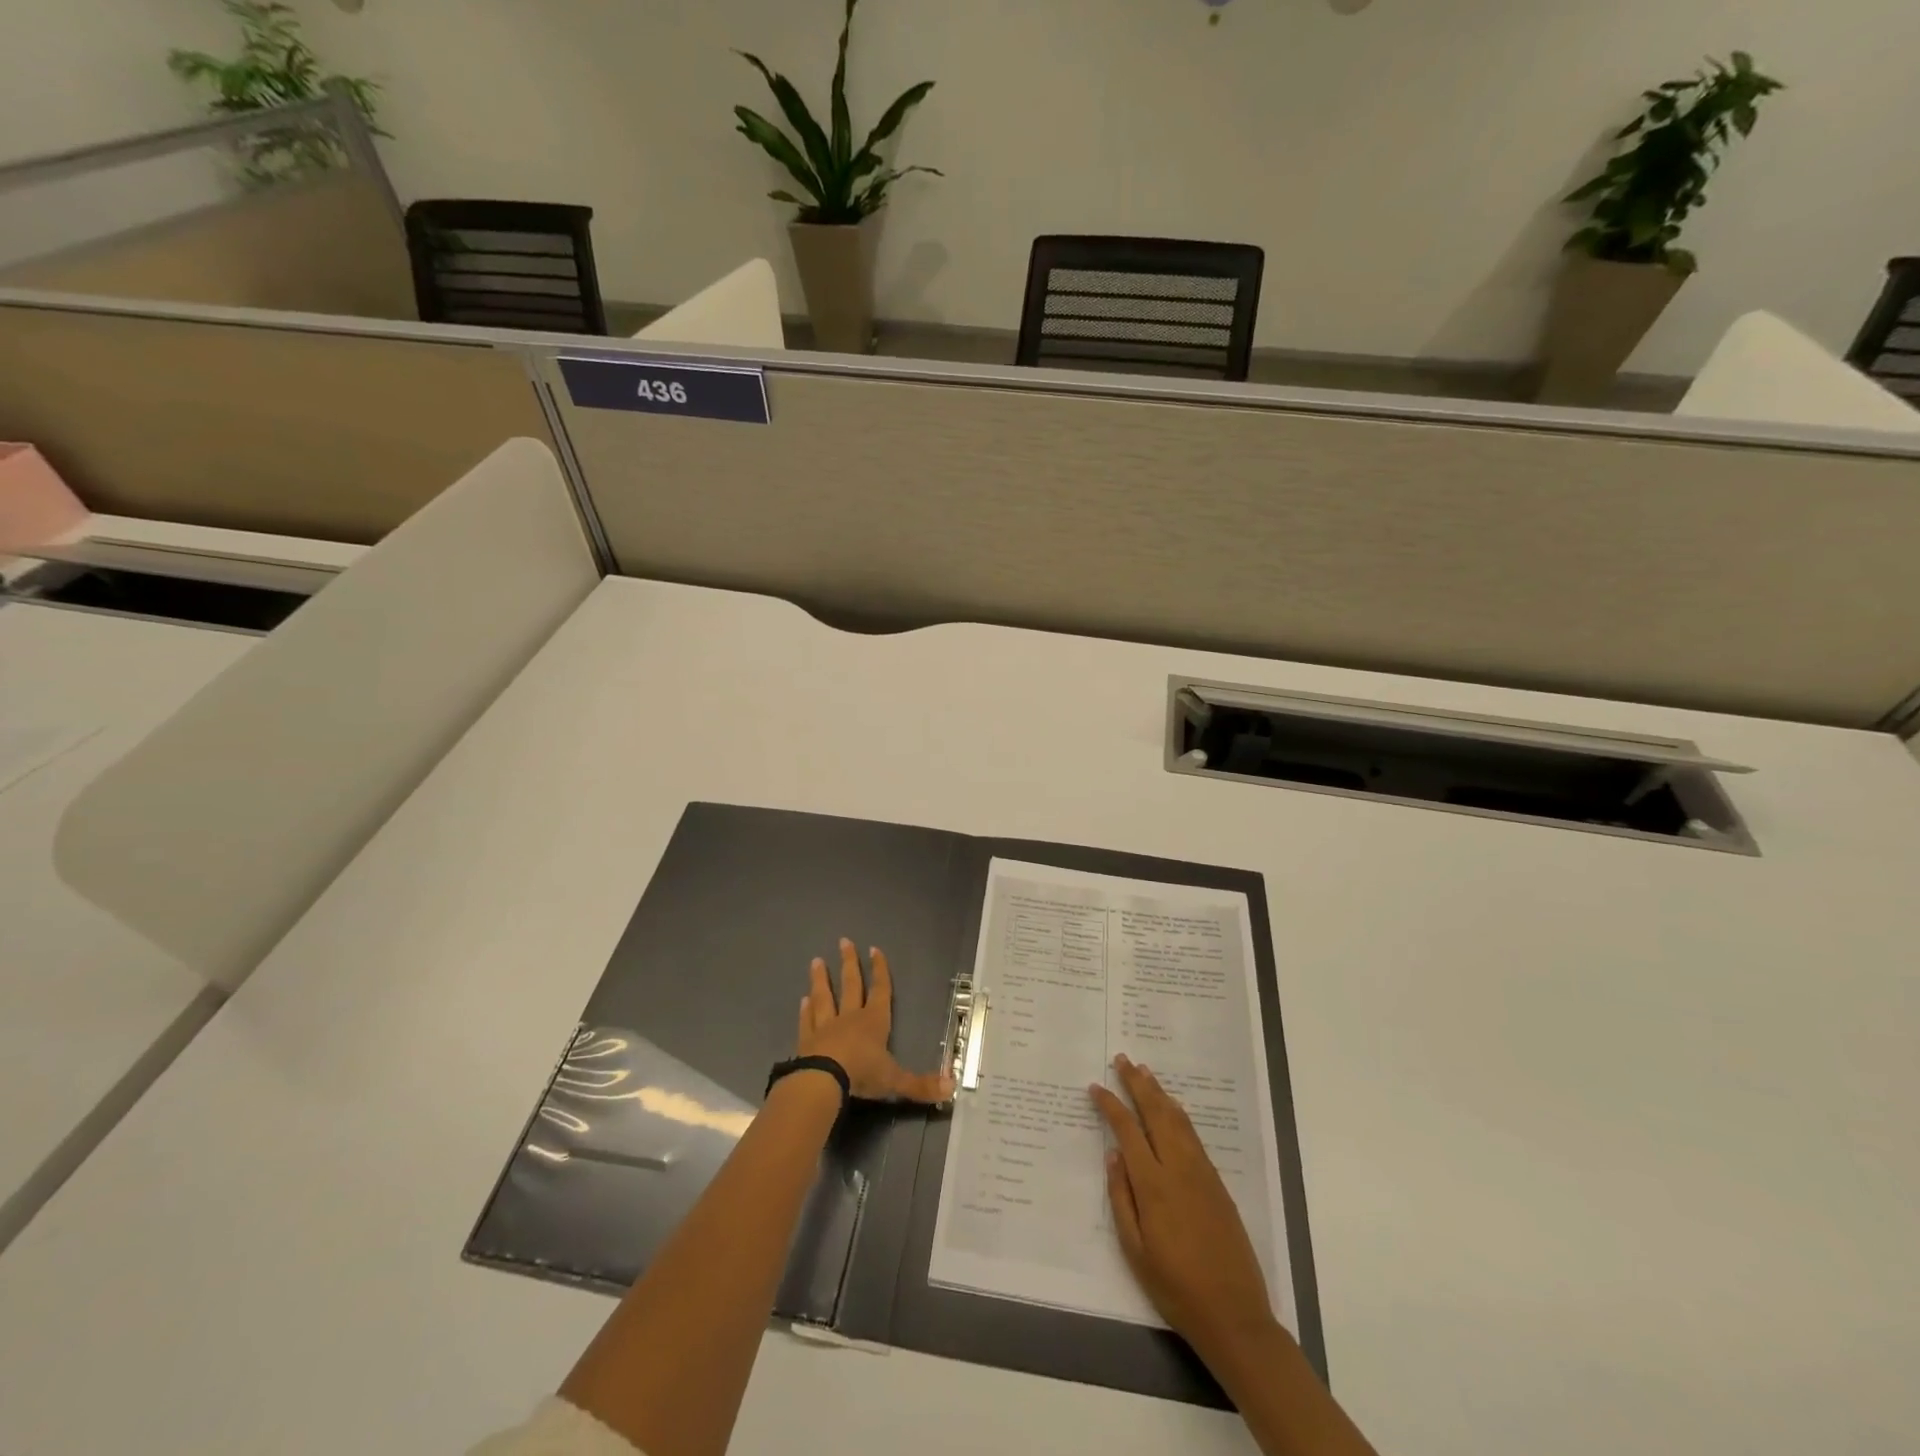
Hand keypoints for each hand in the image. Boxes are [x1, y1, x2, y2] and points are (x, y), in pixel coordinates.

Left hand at [799, 939, 952, 1103]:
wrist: (823, 1081)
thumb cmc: (862, 1074)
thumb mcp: (896, 1081)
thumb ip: (921, 1085)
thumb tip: (952, 1087)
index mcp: (875, 1021)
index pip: (880, 990)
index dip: (880, 970)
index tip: (874, 949)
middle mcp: (850, 1018)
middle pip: (850, 985)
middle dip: (849, 963)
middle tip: (843, 941)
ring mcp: (825, 1027)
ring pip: (824, 997)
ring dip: (821, 979)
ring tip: (816, 961)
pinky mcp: (806, 1041)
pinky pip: (807, 1021)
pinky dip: (805, 1011)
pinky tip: (802, 1000)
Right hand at [1091, 1054, 1276, 1359]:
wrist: (1234, 1314)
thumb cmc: (1175, 1287)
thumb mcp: (1135, 1251)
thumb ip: (1121, 1198)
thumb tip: (1112, 1155)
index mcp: (1153, 1185)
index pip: (1128, 1131)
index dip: (1110, 1106)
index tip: (1096, 1087)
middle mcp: (1178, 1169)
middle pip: (1155, 1113)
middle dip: (1136, 1083)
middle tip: (1122, 1059)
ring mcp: (1201, 1173)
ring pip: (1177, 1120)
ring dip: (1159, 1092)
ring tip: (1144, 1071)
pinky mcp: (1217, 1183)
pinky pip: (1193, 1136)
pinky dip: (1179, 1114)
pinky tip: (1172, 1107)